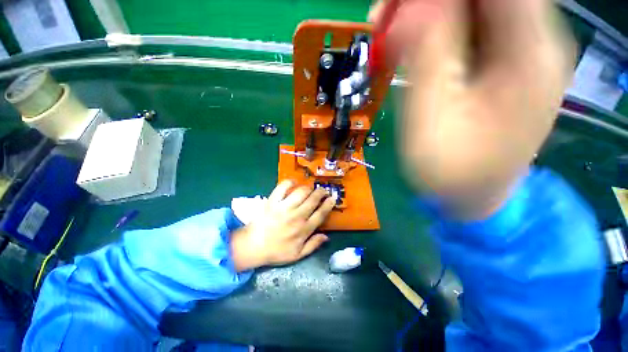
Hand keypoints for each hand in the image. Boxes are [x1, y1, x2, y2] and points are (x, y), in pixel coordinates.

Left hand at [230, 180, 335, 271]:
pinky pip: (283, 187)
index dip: (329, 204)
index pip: (321, 213)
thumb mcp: (297, 255)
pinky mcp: (272, 201)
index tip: (332, 198)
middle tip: (323, 190)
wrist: (252, 247)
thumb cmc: (276, 251)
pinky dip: (289, 182)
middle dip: (321, 192)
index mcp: (304, 229)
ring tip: (310, 188)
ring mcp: (284, 207)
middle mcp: (296, 216)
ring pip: (301, 192)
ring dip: (308, 188)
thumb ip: (313, 245)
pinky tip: (293, 183)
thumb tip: (327, 236)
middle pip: (313, 199)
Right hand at [370, 0, 573, 217]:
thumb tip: (409, 8)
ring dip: (427, 12)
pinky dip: (435, 29)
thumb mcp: (430, 119)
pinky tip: (408, 48)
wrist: (473, 197)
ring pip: (475, 5)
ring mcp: (520, 52)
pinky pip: (470, 27)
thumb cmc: (451, 172)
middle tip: (385, 18)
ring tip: (389, 34)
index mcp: (529, 52)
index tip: (397, 6)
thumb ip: (425, 57)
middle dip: (426, 0)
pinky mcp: (503, 65)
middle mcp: (535, 41)